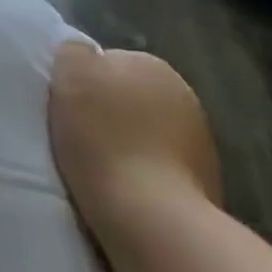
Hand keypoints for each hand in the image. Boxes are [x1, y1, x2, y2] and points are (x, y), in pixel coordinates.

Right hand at [48, 42, 222, 264]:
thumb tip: (81, 54)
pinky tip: (122, 193)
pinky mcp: (206, 190)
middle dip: (108, 115)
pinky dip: (143, 178)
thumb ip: (74, 52)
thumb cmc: (105, 137)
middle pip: (129, 99)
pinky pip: (160, 172)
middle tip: (77, 136)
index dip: (82, 83)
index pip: (108, 63)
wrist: (152, 219)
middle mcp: (185, 97)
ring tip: (98, 170)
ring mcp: (201, 146)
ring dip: (126, 147)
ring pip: (146, 136)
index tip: (66, 106)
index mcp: (153, 65)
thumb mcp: (70, 73)